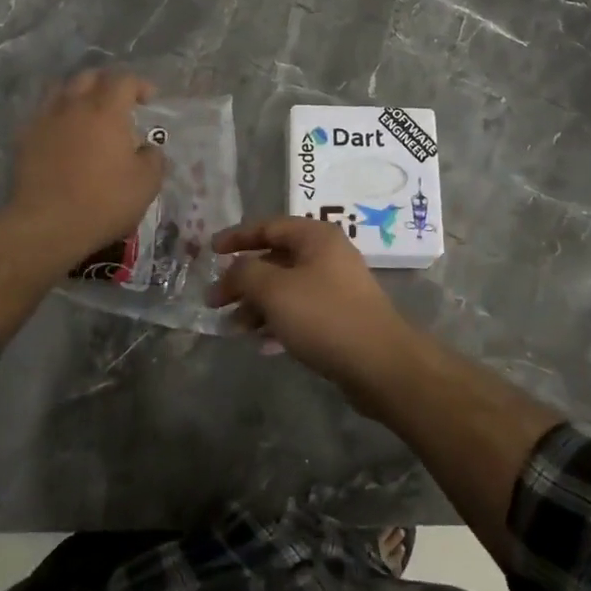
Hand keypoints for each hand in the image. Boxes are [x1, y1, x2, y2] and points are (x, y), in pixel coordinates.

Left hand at [5, 68, 166, 270]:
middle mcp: (74, 106)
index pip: (124, 80)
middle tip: (118, 101)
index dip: (139, 85)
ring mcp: (45, 120)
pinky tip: (62, 133)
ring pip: (61, 89)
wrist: (47, 225)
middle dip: (107, 83)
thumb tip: (147, 148)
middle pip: (89, 76)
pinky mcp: (25, 138)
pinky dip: (56, 115)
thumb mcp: (146, 183)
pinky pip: (42, 113)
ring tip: (87, 112)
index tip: (148, 100)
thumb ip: (153, 158)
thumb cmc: (103, 202)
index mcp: (107, 111)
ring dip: (78, 93)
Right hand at [210, 218, 417, 406]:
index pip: (268, 226)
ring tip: (234, 329)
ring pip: (286, 289)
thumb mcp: (274, 290)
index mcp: (316, 237)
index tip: (210, 251)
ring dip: (257, 306)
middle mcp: (327, 256)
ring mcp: (336, 288)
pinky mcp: (340, 318)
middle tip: (215, 301)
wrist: (380, 364)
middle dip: (243, 280)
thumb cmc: (324, 316)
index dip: (237, 236)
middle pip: (275, 259)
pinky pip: (300, 313)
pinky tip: (262, 345)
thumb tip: (232, 270)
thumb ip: (245, 273)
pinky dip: (278, 323)